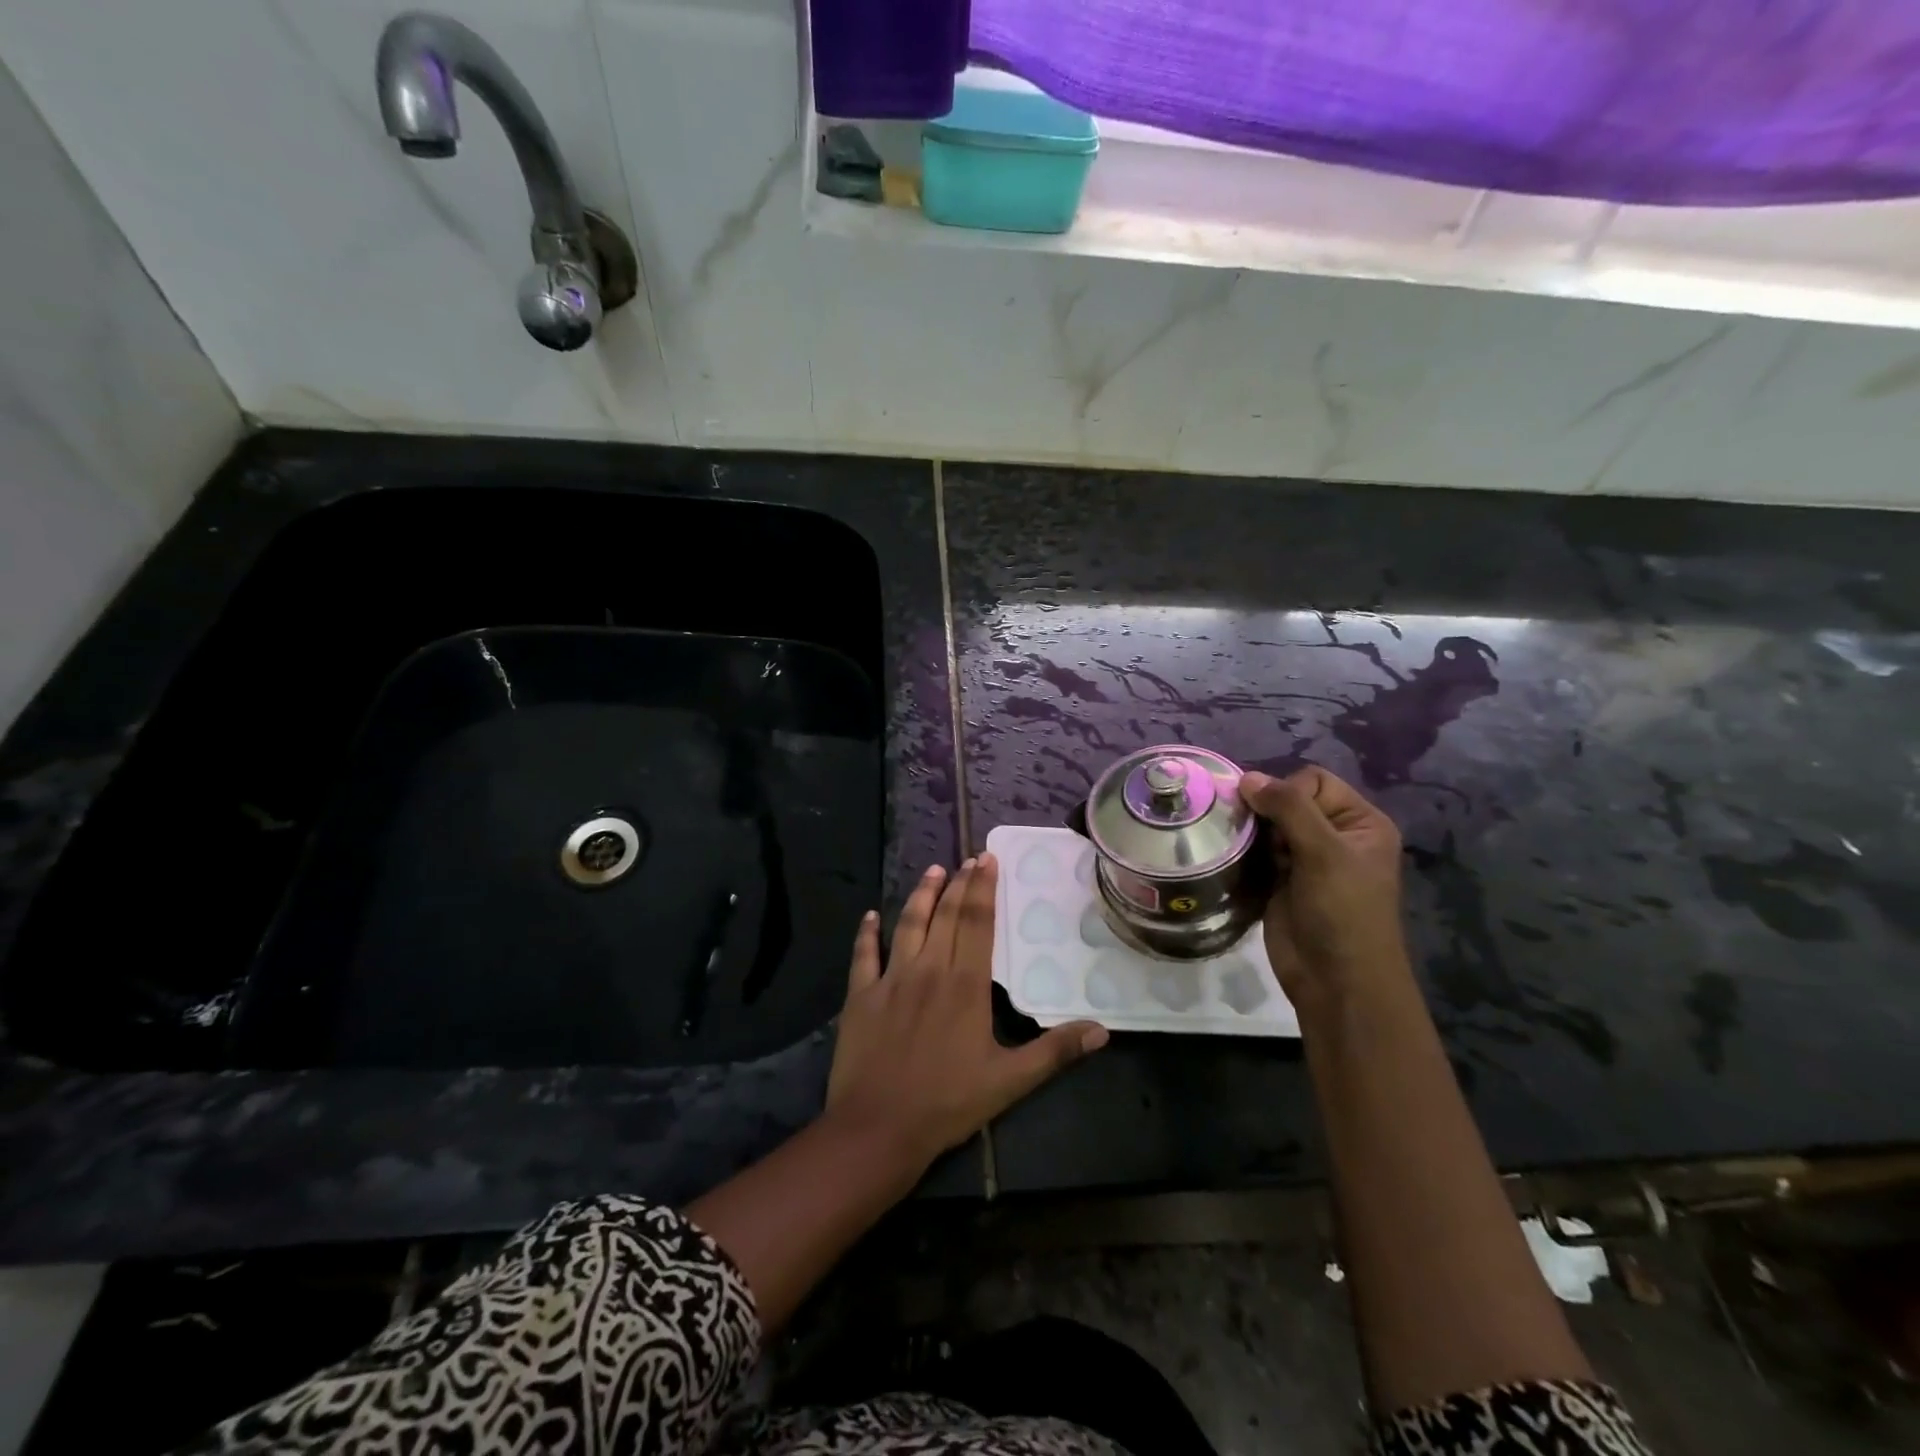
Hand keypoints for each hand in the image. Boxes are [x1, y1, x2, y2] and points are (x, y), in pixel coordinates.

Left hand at [826, 855, 1107, 1166]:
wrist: (878, 1128)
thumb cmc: (947, 1103)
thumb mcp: (1010, 1082)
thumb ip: (1054, 1051)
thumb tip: (1102, 1030)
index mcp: (965, 985)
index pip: (977, 924)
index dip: (983, 890)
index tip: (988, 860)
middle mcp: (928, 970)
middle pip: (946, 916)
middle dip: (959, 884)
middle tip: (969, 858)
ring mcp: (891, 980)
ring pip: (908, 925)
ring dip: (921, 895)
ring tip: (933, 871)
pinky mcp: (860, 995)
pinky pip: (863, 955)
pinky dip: (867, 933)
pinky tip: (870, 916)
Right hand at [1238, 766, 1410, 1016]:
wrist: (1336, 980)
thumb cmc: (1342, 912)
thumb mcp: (1324, 853)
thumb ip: (1288, 808)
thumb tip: (1247, 777)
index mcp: (1360, 822)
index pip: (1314, 781)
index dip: (1288, 793)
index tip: (1272, 819)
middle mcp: (1336, 835)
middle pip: (1289, 800)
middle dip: (1265, 811)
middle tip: (1250, 832)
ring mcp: (1307, 859)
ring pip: (1268, 825)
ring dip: (1252, 832)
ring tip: (1240, 846)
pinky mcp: (1282, 879)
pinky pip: (1258, 850)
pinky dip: (1245, 851)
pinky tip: (1236, 858)